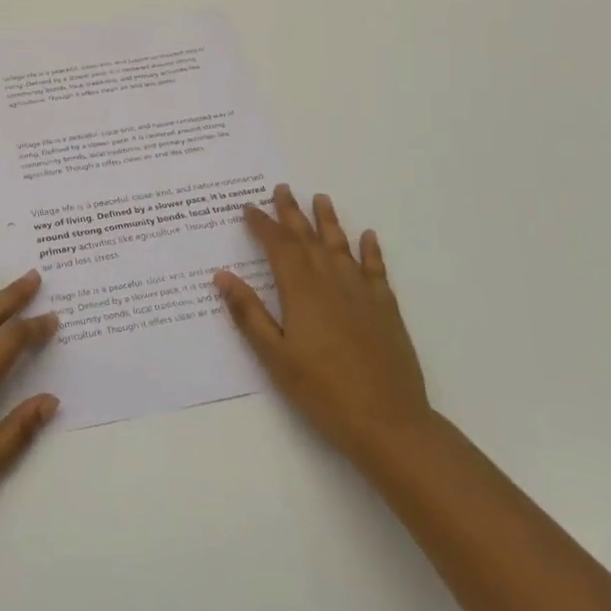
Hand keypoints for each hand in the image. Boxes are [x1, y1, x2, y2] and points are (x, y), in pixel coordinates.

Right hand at [215, 184, 433, 468]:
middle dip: (291, 213)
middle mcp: (331, 281)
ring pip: (341, 246)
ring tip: (320, 198)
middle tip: (281, 189)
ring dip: (329, 221)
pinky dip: (371, 250)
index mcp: (300, 291)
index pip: (278, 247)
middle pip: (308, 239)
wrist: (388, 421)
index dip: (262, 225)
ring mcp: (362, 292)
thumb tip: (222, 274)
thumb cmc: (322, 391)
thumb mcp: (274, 356)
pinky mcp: (386, 308)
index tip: (248, 208)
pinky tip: (368, 237)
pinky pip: (376, 269)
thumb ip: (248, 313)